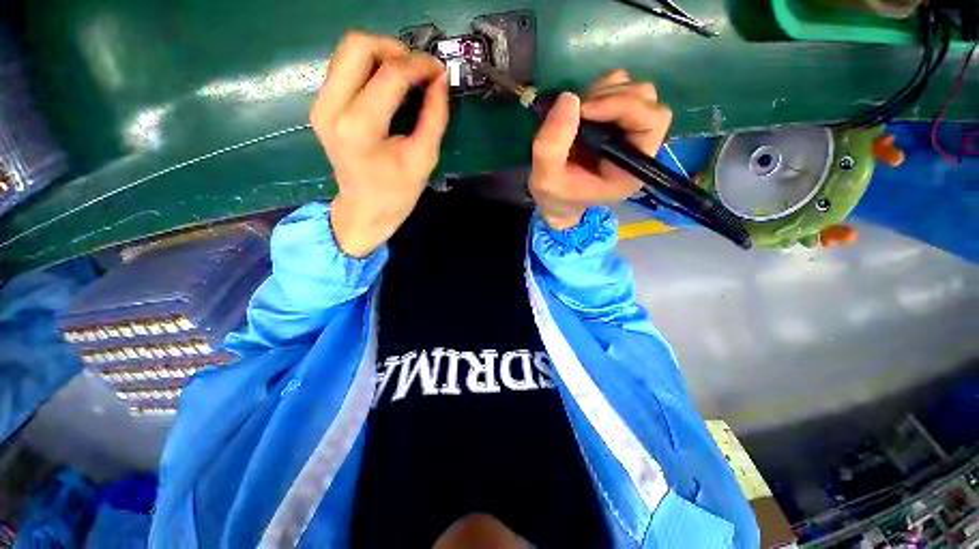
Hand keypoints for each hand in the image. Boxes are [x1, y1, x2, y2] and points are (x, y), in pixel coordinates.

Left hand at [310, 31, 448, 256]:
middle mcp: (332, 108)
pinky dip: (369, 66)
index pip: (390, 74)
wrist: (365, 209)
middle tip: (418, 69)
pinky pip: (344, 67)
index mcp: (360, 127)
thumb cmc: (397, 192)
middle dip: (394, 48)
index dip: (419, 65)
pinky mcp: (321, 105)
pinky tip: (388, 84)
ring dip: (381, 54)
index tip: (438, 69)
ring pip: (347, 51)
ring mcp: (321, 104)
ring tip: (406, 75)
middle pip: (357, 45)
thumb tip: (440, 79)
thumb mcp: (424, 158)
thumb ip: (435, 116)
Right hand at [529, 69, 671, 229]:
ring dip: (603, 93)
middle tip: (578, 113)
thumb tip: (569, 98)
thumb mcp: (546, 179)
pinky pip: (618, 87)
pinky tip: (581, 111)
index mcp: (632, 167)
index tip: (584, 110)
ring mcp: (628, 130)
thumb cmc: (556, 195)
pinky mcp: (615, 119)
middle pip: (646, 100)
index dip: (622, 106)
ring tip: (577, 115)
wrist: (554, 199)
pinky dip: (598, 90)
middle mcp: (639, 146)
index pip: (652, 122)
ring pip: (633, 90)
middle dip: (610, 98)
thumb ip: (552, 146)